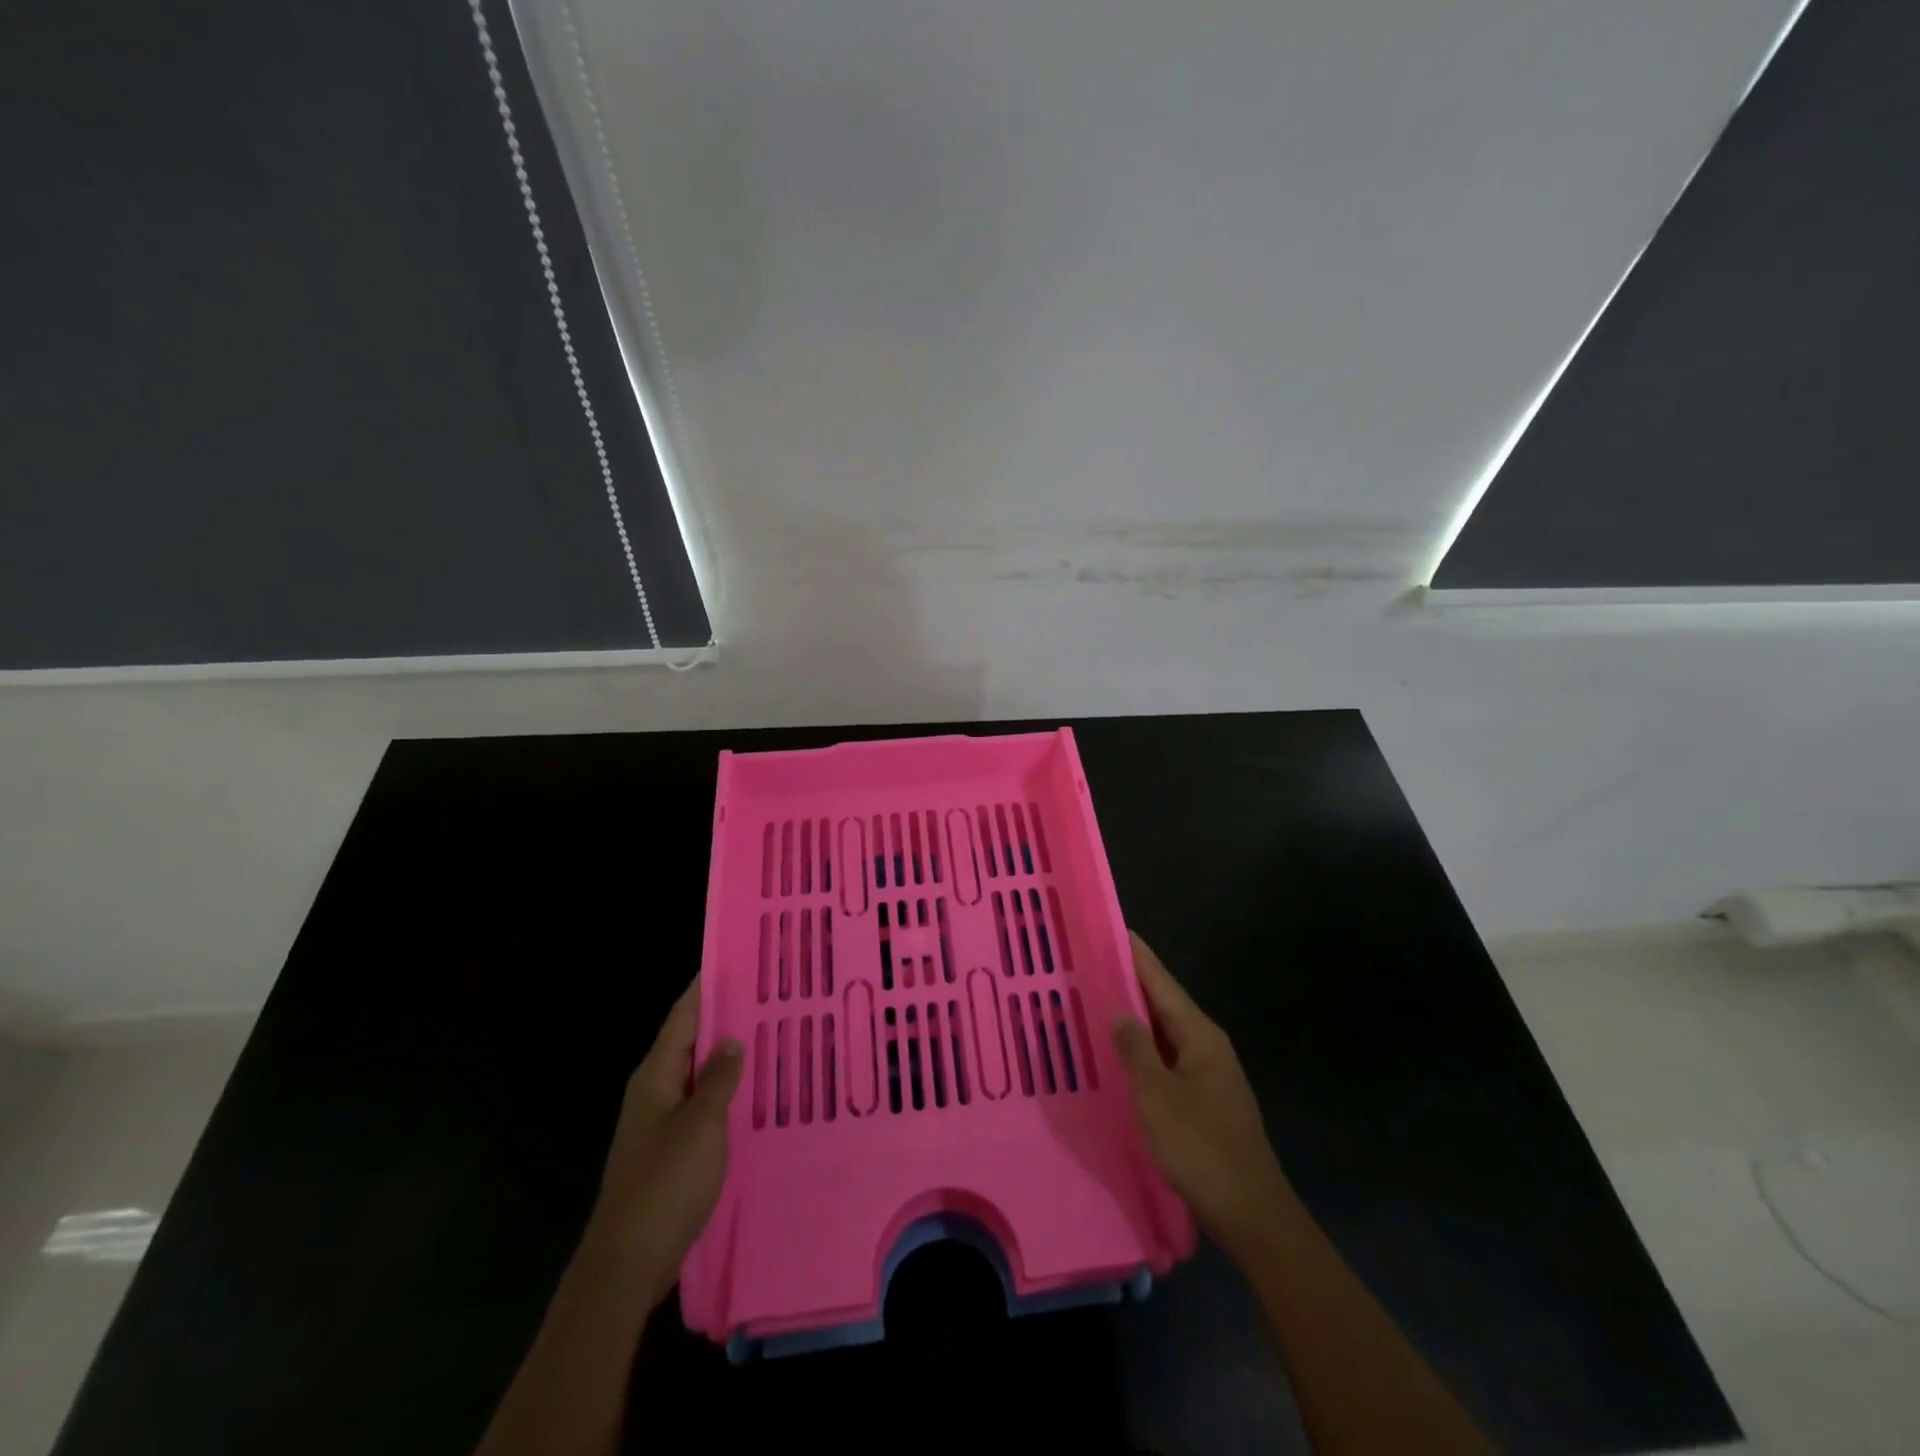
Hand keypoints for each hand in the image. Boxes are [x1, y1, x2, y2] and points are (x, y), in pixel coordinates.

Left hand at [583, 979, 742, 1307]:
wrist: (628, 1262)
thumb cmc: (665, 1184)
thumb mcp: (701, 1125)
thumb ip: (719, 1078)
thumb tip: (731, 1038)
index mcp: (656, 1075)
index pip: (683, 1016)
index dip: (705, 987)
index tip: (735, 960)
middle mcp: (654, 1090)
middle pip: (690, 1041)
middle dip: (723, 1017)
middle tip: (768, 996)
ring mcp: (660, 1121)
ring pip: (698, 1074)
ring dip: (727, 1056)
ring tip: (769, 1035)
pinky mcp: (669, 1149)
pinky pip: (701, 1103)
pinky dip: (724, 1090)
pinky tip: (753, 1093)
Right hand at [1114, 932, 1290, 1255]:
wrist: (1251, 1213)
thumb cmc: (1201, 1148)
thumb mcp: (1157, 1096)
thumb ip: (1135, 1050)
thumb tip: (1119, 1011)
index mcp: (1199, 1036)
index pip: (1162, 983)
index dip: (1138, 956)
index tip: (1115, 929)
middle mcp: (1207, 1045)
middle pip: (1165, 1002)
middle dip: (1132, 981)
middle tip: (1093, 962)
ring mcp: (1209, 1072)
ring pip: (1165, 1031)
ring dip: (1136, 1015)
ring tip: (1099, 1000)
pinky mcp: (1204, 1097)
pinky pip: (1168, 1057)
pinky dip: (1144, 1046)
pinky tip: (1123, 1053)